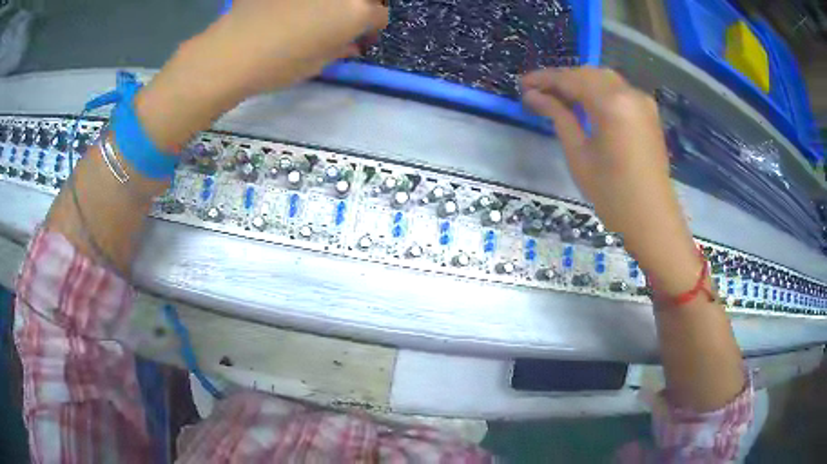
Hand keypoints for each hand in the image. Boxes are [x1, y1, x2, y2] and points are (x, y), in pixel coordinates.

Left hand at [135, 0, 388, 150]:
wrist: (230, 53)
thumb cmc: (279, 64)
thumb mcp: (318, 63)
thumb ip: (342, 48)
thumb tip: (350, 43)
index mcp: (357, 10)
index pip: (379, 16)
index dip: (371, 30)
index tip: (359, 40)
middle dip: (358, 8)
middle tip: (342, 22)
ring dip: (331, 4)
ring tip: (314, 15)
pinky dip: (303, 3)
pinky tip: (288, 11)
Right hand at [521, 67, 699, 294]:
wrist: (652, 219)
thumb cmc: (612, 194)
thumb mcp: (578, 155)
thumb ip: (558, 117)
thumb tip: (533, 96)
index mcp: (612, 103)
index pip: (571, 79)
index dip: (544, 79)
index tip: (522, 84)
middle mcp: (629, 93)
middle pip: (588, 73)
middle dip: (562, 79)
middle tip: (538, 92)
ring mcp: (643, 101)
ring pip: (604, 79)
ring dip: (580, 83)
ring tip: (558, 98)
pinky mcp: (649, 112)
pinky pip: (619, 91)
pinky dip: (599, 91)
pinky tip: (586, 104)